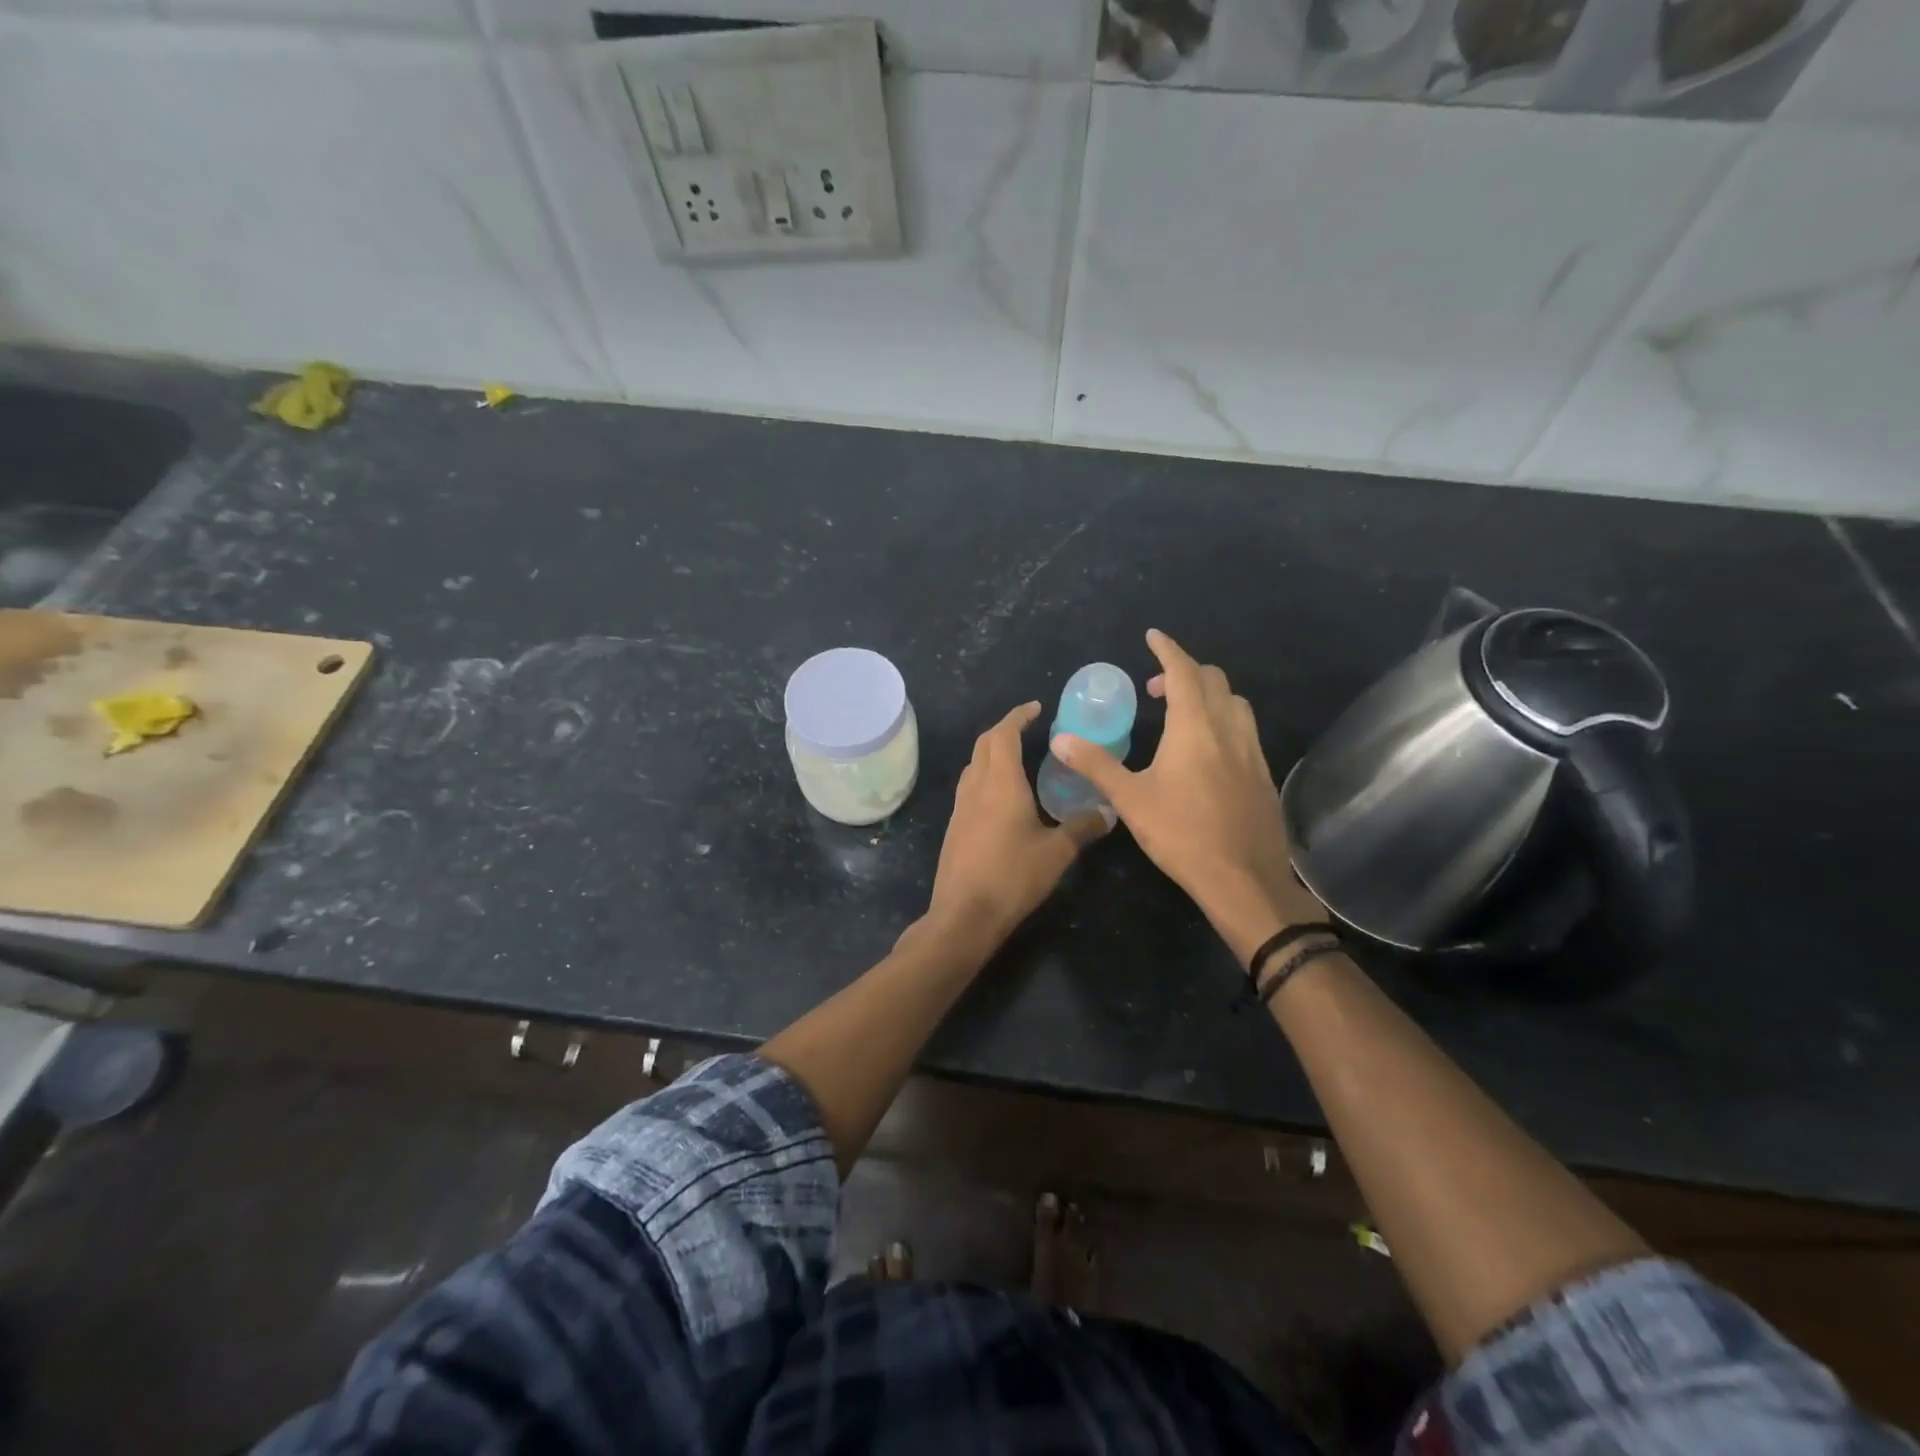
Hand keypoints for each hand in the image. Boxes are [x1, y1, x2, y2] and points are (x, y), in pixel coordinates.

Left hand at [921, 701, 1112, 948]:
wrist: (964, 915)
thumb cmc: (1012, 877)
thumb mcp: (1057, 853)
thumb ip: (1083, 828)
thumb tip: (1109, 811)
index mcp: (1001, 783)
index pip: (1004, 734)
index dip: (1018, 716)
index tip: (1035, 708)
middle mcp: (976, 787)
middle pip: (985, 744)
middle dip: (1005, 729)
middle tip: (1029, 729)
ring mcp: (961, 807)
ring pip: (974, 765)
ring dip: (992, 753)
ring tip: (1018, 758)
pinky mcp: (955, 826)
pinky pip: (970, 787)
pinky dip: (985, 776)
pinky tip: (1002, 796)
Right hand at [1051, 630, 1324, 963]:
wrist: (1243, 879)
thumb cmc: (1182, 834)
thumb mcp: (1130, 799)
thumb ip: (1096, 764)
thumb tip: (1060, 738)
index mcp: (1195, 727)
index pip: (1183, 671)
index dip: (1167, 649)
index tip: (1152, 636)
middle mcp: (1229, 729)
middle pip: (1213, 679)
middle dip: (1184, 672)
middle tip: (1154, 688)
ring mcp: (1252, 751)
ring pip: (1235, 702)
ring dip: (1208, 694)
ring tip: (1181, 714)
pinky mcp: (1263, 774)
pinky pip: (1245, 729)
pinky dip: (1223, 720)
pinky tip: (1207, 751)